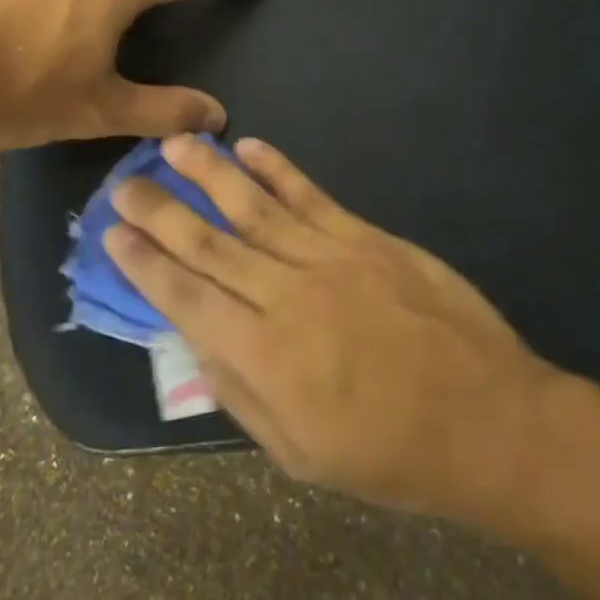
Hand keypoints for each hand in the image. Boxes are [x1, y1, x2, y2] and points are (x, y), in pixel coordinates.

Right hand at [105, 134, 562, 522]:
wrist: (486, 419)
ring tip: (173, 144)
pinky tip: (249, 147)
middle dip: (161, 211)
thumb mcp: (301, 454)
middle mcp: (286, 295)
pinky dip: (278, 170)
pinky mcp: (366, 238)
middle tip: (124, 184)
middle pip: (209, 244)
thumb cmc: (390, 452)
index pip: (186, 298)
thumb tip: (196, 344)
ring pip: (254, 207)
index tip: (113, 234)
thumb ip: (241, 395)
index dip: (145, 264)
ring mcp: (329, 258)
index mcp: (264, 356)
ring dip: (209, 174)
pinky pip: (311, 197)